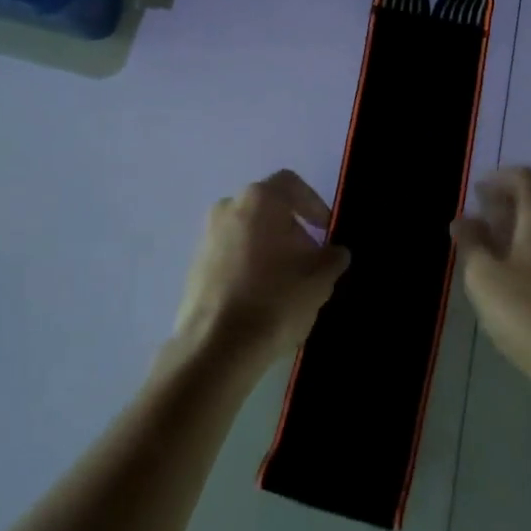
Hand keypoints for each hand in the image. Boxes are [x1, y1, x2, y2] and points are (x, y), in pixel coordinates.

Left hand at [175, 170, 349, 373]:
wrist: (216, 345)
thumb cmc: (275, 299)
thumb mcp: (319, 279)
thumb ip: (333, 257)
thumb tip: (336, 251)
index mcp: (259, 199)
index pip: (291, 184)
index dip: (314, 204)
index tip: (326, 230)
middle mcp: (228, 206)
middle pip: (268, 208)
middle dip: (292, 230)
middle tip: (310, 260)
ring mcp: (207, 235)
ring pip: (248, 231)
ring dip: (269, 248)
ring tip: (287, 282)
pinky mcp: (195, 264)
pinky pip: (230, 254)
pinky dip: (248, 265)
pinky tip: (261, 297)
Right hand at [452, 167, 530, 413]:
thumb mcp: (484, 278)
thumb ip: (471, 243)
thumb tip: (463, 220)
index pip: (527, 178)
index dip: (500, 178)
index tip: (477, 194)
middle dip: (514, 202)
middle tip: (486, 218)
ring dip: (528, 227)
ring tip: (499, 249)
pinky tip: (524, 278)